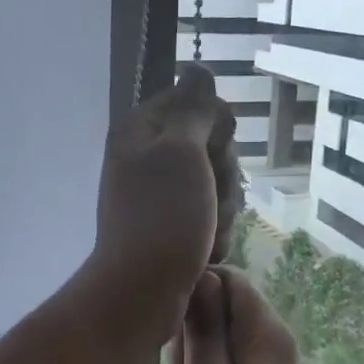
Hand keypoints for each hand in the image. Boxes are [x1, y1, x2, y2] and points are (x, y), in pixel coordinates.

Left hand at [88, 64, 241, 344]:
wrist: (143, 293)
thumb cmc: (162, 217)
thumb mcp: (180, 152)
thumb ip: (193, 109)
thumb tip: (197, 69)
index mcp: (141, 132)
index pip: (192, 102)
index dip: (213, 124)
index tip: (214, 146)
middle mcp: (148, 160)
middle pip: (210, 146)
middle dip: (223, 174)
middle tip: (209, 195)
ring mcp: (161, 198)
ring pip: (217, 185)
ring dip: (222, 209)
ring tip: (206, 231)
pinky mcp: (173, 229)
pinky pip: (210, 218)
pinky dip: (214, 234)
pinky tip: (205, 251)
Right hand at [168, 267, 315, 363]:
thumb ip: (204, 327)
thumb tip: (201, 275)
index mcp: (264, 332)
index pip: (227, 277)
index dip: (194, 292)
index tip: (174, 327)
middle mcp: (268, 340)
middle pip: (218, 307)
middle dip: (191, 334)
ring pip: (211, 338)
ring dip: (192, 360)